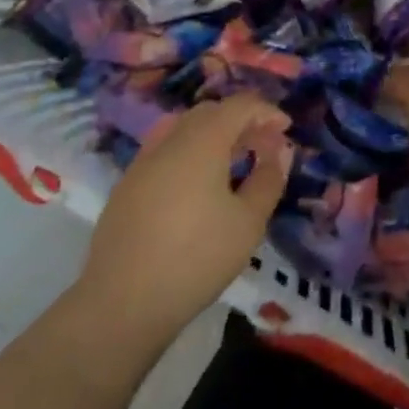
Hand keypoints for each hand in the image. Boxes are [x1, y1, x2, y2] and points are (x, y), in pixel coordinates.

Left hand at [73, 96, 292, 362]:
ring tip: (233, 165)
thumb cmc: (196, 258)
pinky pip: (165, 152)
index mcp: (202, 141)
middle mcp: (170, 140)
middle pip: (210, 112)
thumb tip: (279, 151)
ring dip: (214, 136)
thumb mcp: (248, 222)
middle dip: (240, 121)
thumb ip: (269, 179)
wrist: (122, 303)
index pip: (239, 105)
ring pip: (184, 129)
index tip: (285, 128)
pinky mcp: (127, 186)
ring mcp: (143, 162)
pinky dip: (189, 154)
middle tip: (263, 146)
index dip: (266, 111)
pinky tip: (198, 187)